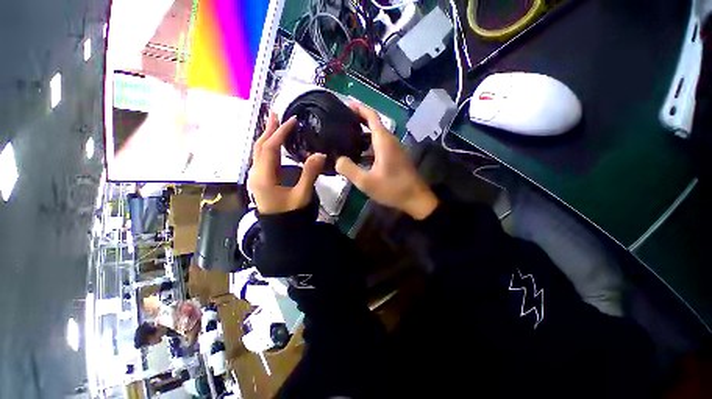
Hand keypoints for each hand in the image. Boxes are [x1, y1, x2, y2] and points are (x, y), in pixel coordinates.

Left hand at [248, 112, 325, 213]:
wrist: (281, 231)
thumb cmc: (291, 214)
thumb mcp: (302, 195)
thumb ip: (310, 174)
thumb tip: (320, 154)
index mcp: (263, 177)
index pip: (270, 148)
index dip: (281, 132)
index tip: (293, 120)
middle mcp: (255, 174)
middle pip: (259, 146)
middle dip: (268, 129)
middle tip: (276, 113)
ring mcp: (256, 178)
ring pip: (259, 152)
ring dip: (267, 136)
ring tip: (274, 124)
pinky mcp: (261, 181)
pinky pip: (262, 159)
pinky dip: (268, 147)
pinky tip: (275, 145)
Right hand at [336, 102, 438, 219]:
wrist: (415, 199)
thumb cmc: (392, 189)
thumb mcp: (366, 182)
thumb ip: (349, 169)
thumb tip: (337, 159)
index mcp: (384, 141)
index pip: (372, 116)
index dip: (359, 108)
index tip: (346, 104)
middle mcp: (390, 141)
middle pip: (374, 124)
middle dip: (358, 120)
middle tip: (341, 121)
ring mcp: (394, 149)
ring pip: (376, 136)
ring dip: (363, 134)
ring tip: (346, 137)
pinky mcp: (395, 157)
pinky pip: (379, 146)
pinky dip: (368, 145)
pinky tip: (358, 154)